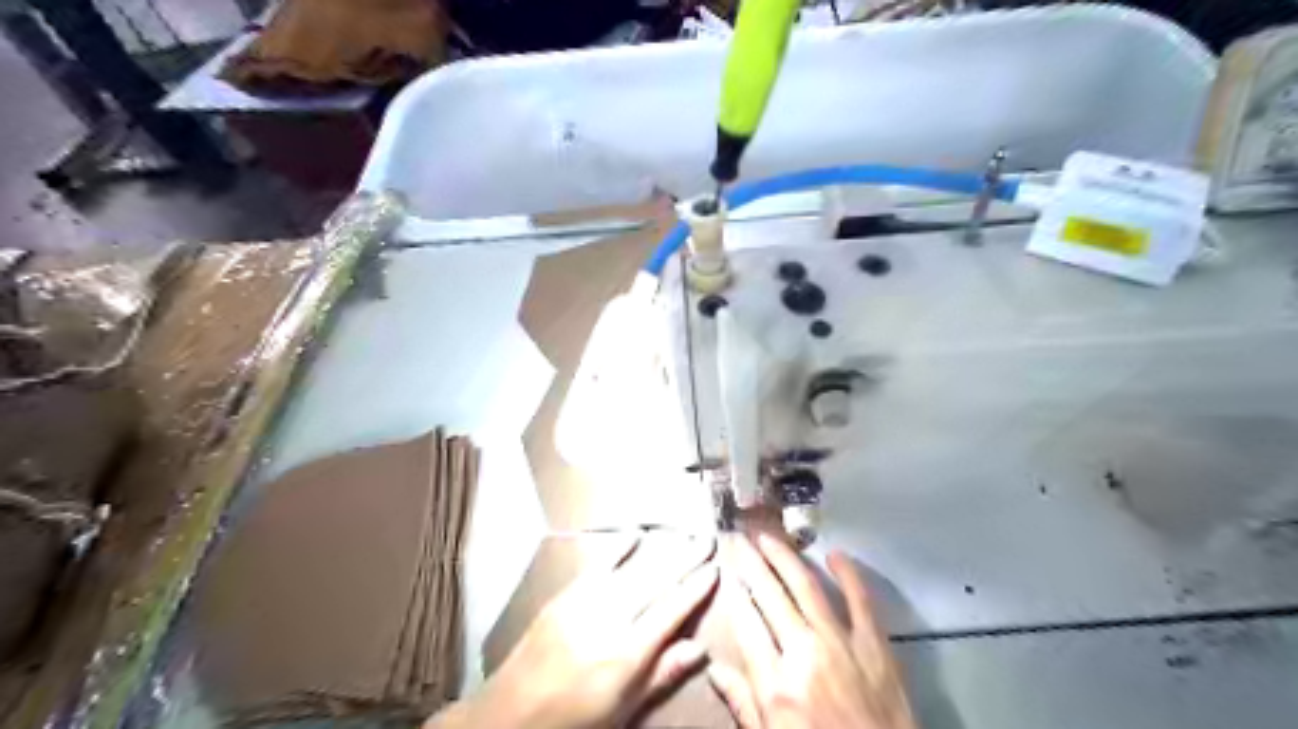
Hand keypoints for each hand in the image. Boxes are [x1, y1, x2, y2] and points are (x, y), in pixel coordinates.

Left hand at [432, 536, 721, 728]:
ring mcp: (583, 603)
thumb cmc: (574, 720)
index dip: (696, 588)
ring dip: (660, 550)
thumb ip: (661, 675)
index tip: (715, 569)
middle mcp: (608, 620)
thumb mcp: (623, 710)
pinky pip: (597, 566)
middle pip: (655, 581)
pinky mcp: (564, 596)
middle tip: (707, 540)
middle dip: (685, 559)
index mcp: (627, 653)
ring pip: (631, 569)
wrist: (509, 715)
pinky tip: (634, 536)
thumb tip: (699, 648)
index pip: (671, 610)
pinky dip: (618, 549)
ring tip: (682, 536)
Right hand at [708, 532, 910, 727]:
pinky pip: (860, 600)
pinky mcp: (875, 644)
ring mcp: (841, 643)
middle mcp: (804, 653)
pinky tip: (835, 555)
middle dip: (751, 563)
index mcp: (776, 683)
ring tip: (768, 537)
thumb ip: (744, 703)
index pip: (746, 623)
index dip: (733, 593)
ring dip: (785, 558)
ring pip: (807, 588)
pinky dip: (848, 574)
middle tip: (739, 540)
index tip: (725, 571)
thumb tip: (714, 669)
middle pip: (770, 595)